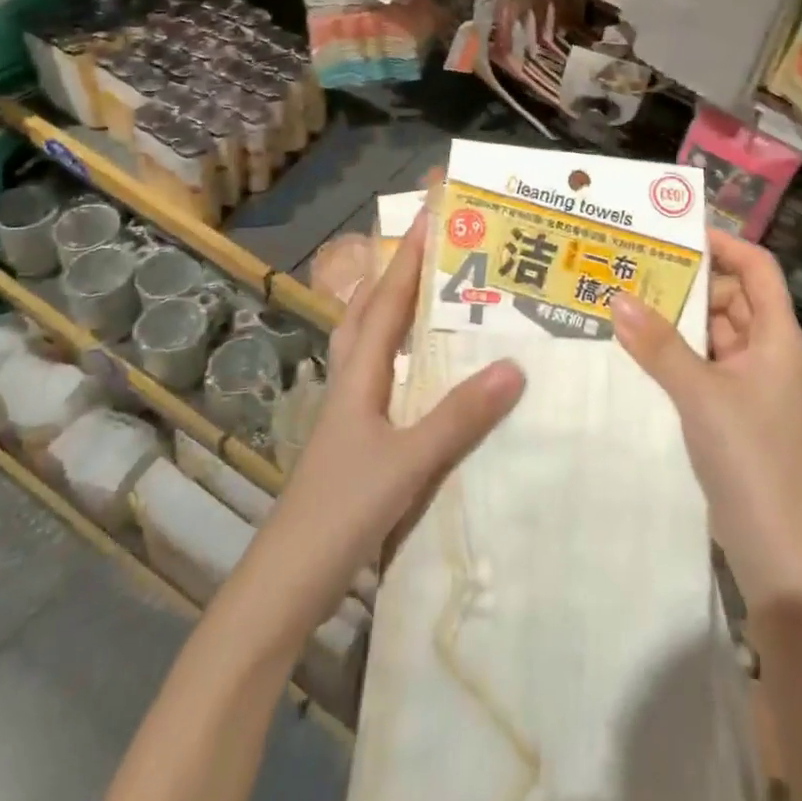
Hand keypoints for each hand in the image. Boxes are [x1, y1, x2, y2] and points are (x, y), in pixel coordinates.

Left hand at [239, 216, 525, 646]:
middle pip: (368, 314)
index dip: (408, 260)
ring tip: (429, 298)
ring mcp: (349, 414)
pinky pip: (380, 379)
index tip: (430, 218)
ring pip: (369, 346)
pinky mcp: (354, 441)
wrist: (287, 582)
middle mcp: (350, 383)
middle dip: (396, 277)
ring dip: (393, 313)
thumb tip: (514, 366)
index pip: (386, 303)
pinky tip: (423, 373)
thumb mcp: (408, 462)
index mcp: (359, 376)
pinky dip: (399, 358)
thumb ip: (459, 417)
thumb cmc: (341, 511)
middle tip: (431, 251)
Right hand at [611, 229, 801, 605]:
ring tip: (626, 298)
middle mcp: (764, 349)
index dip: (724, 244)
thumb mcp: (700, 393)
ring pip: (711, 331)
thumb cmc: (749, 455)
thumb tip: (617, 297)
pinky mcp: (729, 407)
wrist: (773, 543)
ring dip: (676, 317)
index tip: (676, 233)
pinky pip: (701, 362)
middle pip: (730, 295)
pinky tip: (636, 347)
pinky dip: (674, 351)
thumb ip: (658, 345)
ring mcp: (747, 380)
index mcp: (774, 334)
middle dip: (688, 280)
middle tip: (635, 265)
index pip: (756, 267)